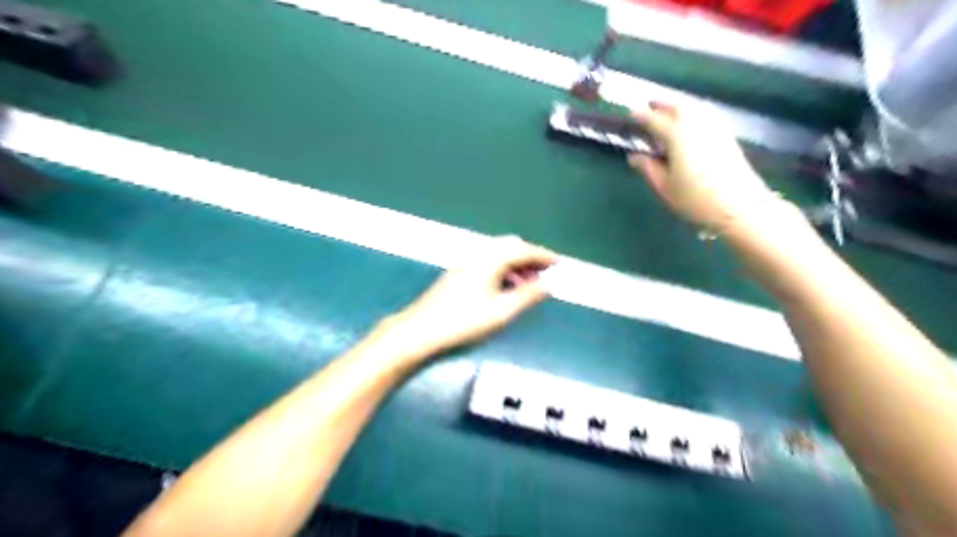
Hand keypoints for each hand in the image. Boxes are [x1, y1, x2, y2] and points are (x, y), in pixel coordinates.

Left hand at [386, 235, 554, 353]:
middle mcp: (477, 256)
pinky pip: (486, 264)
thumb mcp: (501, 312)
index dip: (541, 255)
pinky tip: (503, 289)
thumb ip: (526, 297)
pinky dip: (501, 271)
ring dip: (514, 265)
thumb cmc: (463, 321)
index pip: (521, 250)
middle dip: (528, 257)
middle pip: (508, 247)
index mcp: (490, 260)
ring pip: (496, 256)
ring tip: (527, 285)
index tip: (557, 262)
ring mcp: (465, 265)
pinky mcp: (457, 275)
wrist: (420, 330)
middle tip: (543, 272)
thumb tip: (546, 285)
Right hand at [630, 102, 776, 232]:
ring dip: (677, 105)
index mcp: (677, 134)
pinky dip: (692, 111)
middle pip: (676, 105)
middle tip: (647, 107)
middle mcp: (696, 123)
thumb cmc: (696, 199)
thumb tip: (634, 156)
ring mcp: (714, 126)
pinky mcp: (726, 134)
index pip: (654, 119)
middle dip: (660, 104)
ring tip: (666, 111)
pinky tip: (688, 121)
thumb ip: (648, 168)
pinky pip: (704, 113)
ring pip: (692, 106)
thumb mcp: (664, 187)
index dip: (641, 116)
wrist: (740, 206)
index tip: (630, 115)